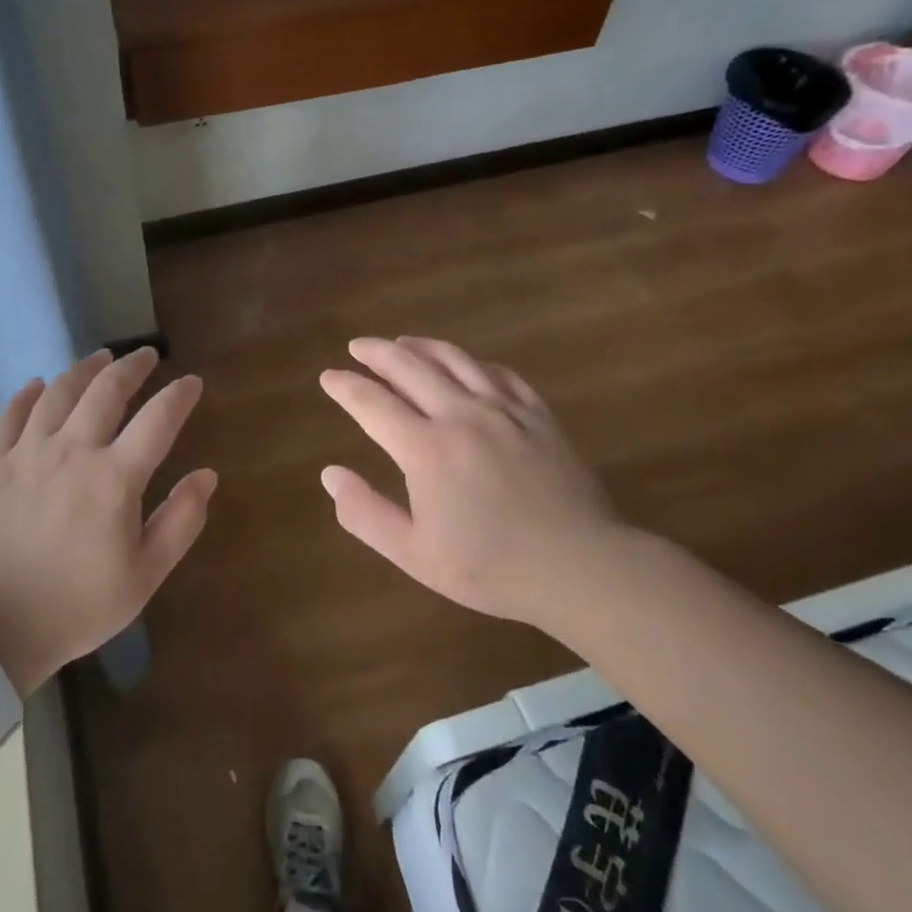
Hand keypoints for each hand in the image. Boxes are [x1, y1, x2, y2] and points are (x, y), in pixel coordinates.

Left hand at [0, 348, 215, 692]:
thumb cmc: (78, 606)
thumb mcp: (145, 576)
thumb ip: (181, 521)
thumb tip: (206, 475)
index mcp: (114, 479)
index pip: (158, 419)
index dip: (179, 395)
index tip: (192, 382)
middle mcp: (71, 451)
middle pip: (106, 390)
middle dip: (132, 366)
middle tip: (147, 354)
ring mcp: (27, 454)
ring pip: (58, 392)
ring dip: (84, 369)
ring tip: (101, 357)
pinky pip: (9, 416)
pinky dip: (26, 396)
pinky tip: (37, 385)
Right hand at [318, 337, 622, 631]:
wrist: (582, 568)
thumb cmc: (492, 568)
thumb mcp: (414, 554)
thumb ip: (365, 513)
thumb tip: (330, 474)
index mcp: (426, 449)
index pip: (372, 403)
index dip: (346, 387)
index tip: (328, 377)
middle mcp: (461, 416)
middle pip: (410, 368)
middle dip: (377, 353)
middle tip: (358, 347)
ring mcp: (504, 411)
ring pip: (455, 361)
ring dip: (422, 347)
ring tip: (402, 342)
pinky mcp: (537, 416)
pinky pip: (500, 375)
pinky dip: (474, 363)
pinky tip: (467, 365)